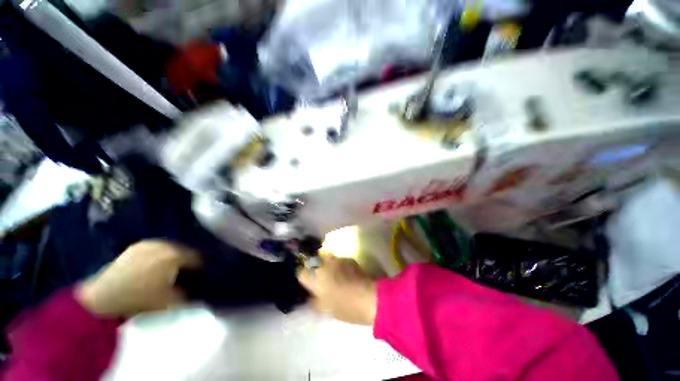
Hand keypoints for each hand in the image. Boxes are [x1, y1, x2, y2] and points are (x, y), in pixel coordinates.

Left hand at [76, 240, 201, 316]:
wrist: (102, 298)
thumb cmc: (139, 299)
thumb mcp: (169, 301)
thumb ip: (190, 296)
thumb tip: (203, 294)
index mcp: (175, 255)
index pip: (198, 258)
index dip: (201, 268)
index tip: (200, 276)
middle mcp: (165, 245)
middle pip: (185, 252)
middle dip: (187, 262)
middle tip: (185, 274)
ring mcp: (149, 244)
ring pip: (171, 249)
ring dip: (174, 258)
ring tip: (170, 271)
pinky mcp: (137, 246)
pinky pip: (156, 249)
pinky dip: (160, 256)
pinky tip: (155, 267)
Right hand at [297, 255, 376, 325]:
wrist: (369, 297)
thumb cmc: (344, 306)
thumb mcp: (324, 309)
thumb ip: (314, 301)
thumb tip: (311, 297)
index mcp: (315, 276)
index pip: (301, 272)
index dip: (304, 279)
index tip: (308, 285)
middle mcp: (324, 263)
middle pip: (313, 263)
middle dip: (315, 270)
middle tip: (320, 282)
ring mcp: (337, 259)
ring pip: (326, 260)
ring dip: (327, 267)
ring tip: (334, 278)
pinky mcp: (348, 258)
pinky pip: (338, 261)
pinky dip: (339, 267)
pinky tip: (345, 275)